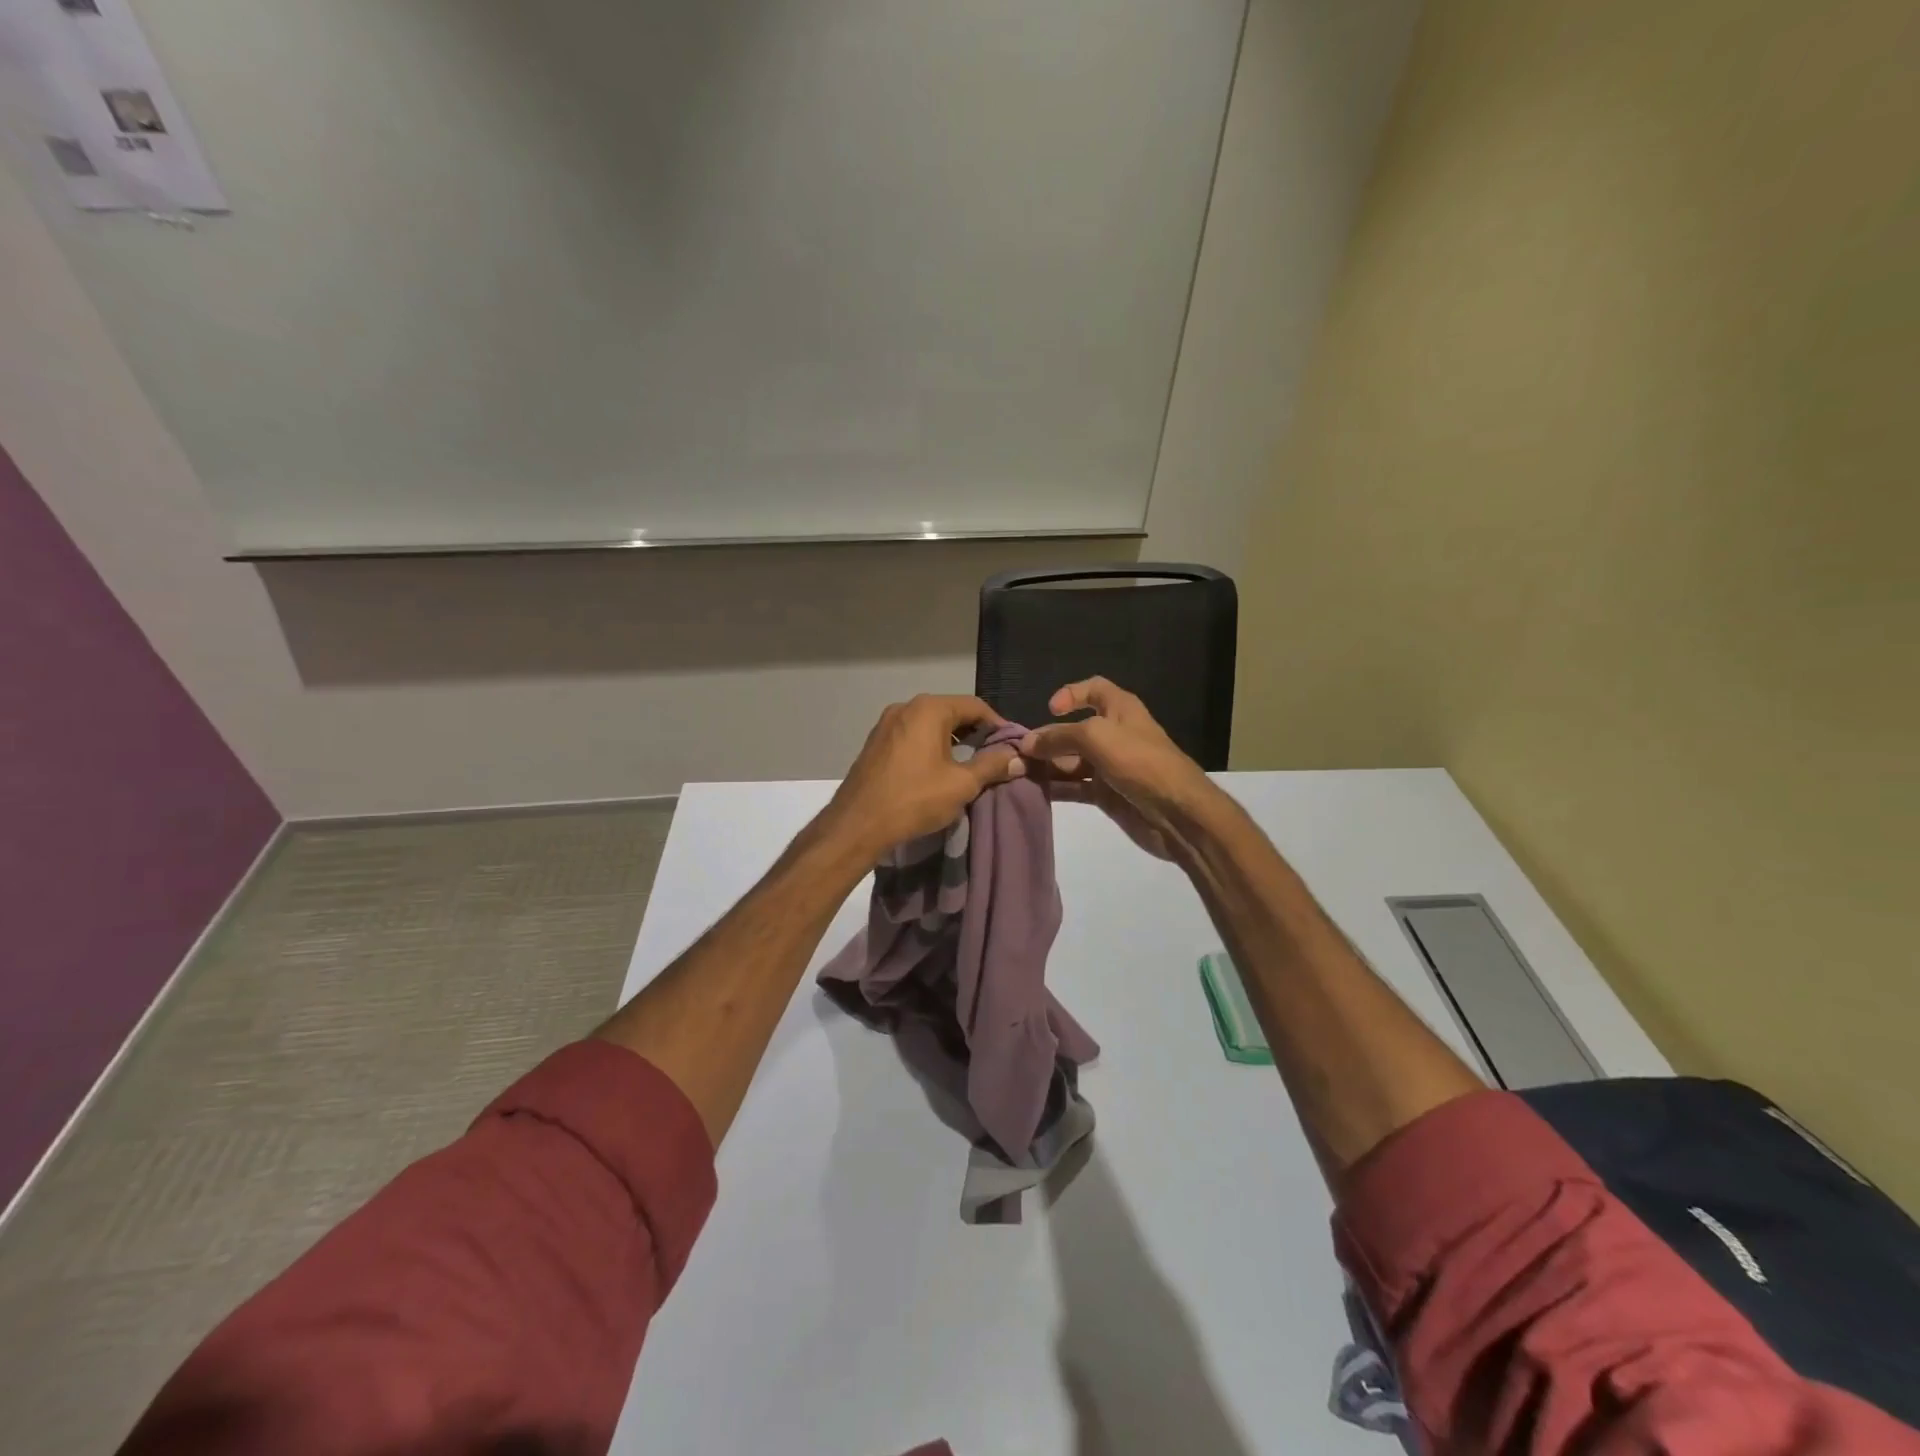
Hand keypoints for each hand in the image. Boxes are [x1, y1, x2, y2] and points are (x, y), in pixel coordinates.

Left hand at [819, 695, 1025, 862]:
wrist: (857, 825)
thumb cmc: (914, 799)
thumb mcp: (962, 784)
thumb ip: (992, 765)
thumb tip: (1018, 757)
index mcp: (929, 709)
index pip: (975, 706)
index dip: (998, 725)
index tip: (1012, 747)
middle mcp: (906, 707)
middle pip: (951, 712)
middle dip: (975, 733)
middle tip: (994, 757)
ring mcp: (886, 724)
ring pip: (930, 725)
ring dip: (952, 741)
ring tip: (969, 766)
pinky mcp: (875, 743)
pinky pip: (912, 736)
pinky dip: (930, 747)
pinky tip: (938, 771)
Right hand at [1018, 678, 1220, 860]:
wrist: (1178, 812)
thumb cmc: (1140, 761)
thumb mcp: (1096, 738)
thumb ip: (1059, 737)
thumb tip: (1026, 742)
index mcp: (1120, 709)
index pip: (1094, 689)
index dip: (1071, 693)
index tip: (1049, 710)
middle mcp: (1114, 734)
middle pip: (1074, 729)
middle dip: (1047, 738)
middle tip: (1018, 753)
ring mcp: (1110, 766)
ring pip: (1071, 760)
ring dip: (1047, 765)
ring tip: (1019, 773)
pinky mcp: (1106, 794)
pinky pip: (1075, 786)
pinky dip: (1056, 787)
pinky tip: (1034, 790)